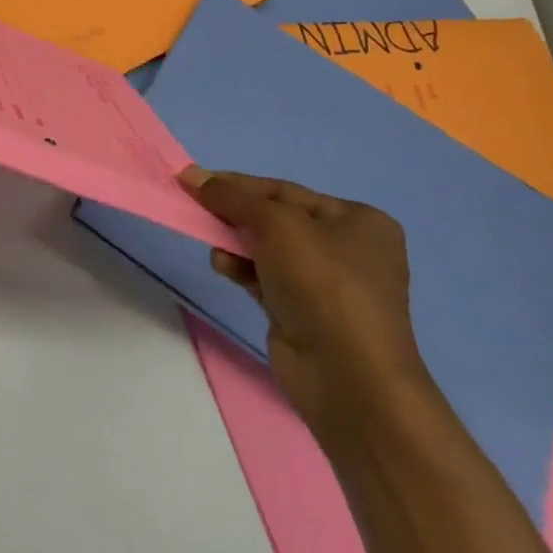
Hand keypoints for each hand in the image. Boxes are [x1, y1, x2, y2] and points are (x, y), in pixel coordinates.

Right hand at [181, 167, 437, 447]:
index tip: (193, 181)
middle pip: (275, 219)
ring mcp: (328, 285)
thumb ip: (232, 197)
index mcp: (359, 221)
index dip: (237, 184)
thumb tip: (193, 176)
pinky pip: (264, 277)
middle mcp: (348, 249)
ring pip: (267, 249)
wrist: (348, 375)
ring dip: (234, 242)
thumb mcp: (276, 224)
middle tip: (196, 209)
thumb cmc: (322, 284)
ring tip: (212, 244)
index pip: (284, 191)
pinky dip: (241, 268)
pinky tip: (222, 268)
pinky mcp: (306, 312)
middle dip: (235, 215)